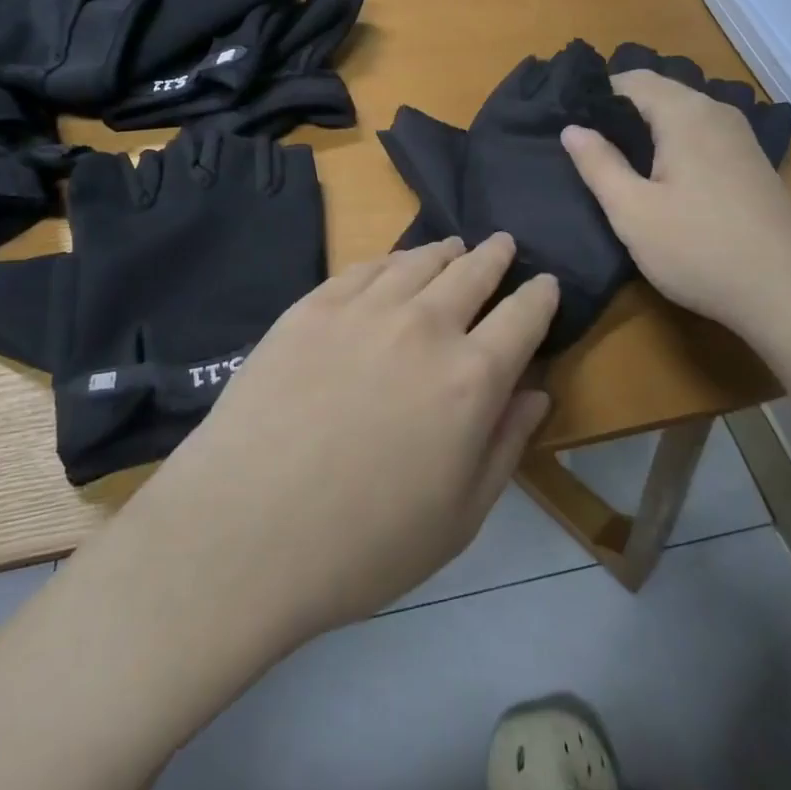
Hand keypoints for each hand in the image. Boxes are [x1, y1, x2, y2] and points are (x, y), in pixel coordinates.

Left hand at [121, 234, 558, 649]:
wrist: (243, 532)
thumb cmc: (363, 545)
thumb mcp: (459, 517)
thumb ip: (506, 446)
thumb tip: (536, 393)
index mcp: (472, 378)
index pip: (524, 316)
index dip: (541, 295)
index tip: (546, 284)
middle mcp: (425, 326)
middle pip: (473, 272)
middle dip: (496, 256)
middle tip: (503, 245)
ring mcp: (363, 309)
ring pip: (419, 260)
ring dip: (446, 251)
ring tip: (454, 248)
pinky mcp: (312, 306)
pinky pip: (365, 267)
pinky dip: (392, 260)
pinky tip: (393, 265)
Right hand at [561, 68, 790, 345]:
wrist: (789, 294)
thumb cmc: (700, 249)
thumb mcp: (633, 211)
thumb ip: (598, 164)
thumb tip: (572, 128)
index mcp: (685, 113)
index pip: (631, 80)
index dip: (596, 97)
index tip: (570, 125)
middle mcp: (717, 112)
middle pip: (659, 93)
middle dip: (621, 113)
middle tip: (587, 147)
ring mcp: (741, 137)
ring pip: (682, 115)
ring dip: (648, 130)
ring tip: (618, 164)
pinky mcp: (752, 163)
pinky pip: (702, 135)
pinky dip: (675, 145)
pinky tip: (664, 180)